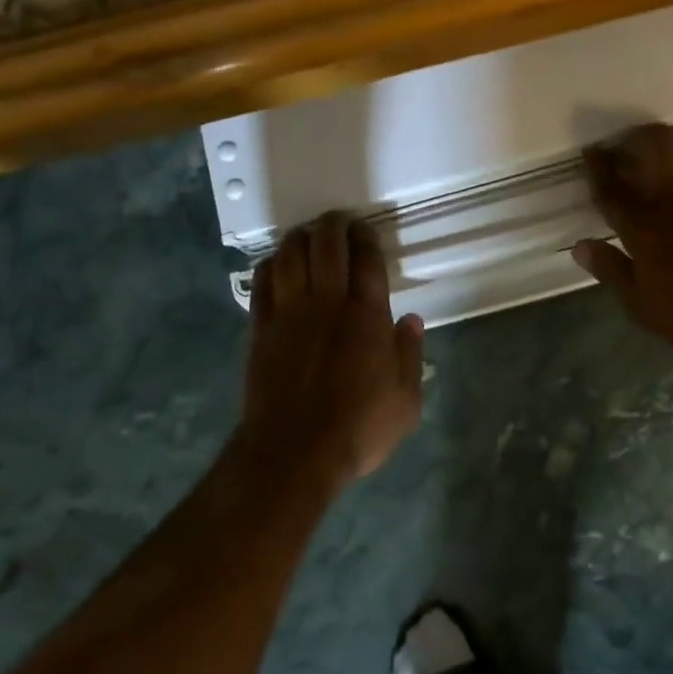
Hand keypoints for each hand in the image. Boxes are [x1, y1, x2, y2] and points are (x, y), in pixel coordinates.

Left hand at [236, 213, 424, 487]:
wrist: (294, 454)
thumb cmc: (357, 429)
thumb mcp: (405, 402)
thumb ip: (410, 356)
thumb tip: (411, 320)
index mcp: (367, 318)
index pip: (367, 261)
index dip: (366, 237)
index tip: (365, 228)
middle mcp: (327, 304)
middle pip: (327, 247)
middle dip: (333, 225)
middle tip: (337, 220)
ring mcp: (289, 314)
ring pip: (290, 257)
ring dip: (299, 238)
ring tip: (307, 233)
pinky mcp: (261, 329)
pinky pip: (262, 284)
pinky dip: (269, 265)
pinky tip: (275, 261)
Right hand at [571, 124, 672, 363]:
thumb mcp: (642, 306)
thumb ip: (611, 270)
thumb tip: (581, 246)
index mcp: (646, 227)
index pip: (613, 188)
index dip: (598, 166)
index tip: (591, 152)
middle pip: (656, 144)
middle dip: (636, 137)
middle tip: (629, 147)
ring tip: (668, 148)